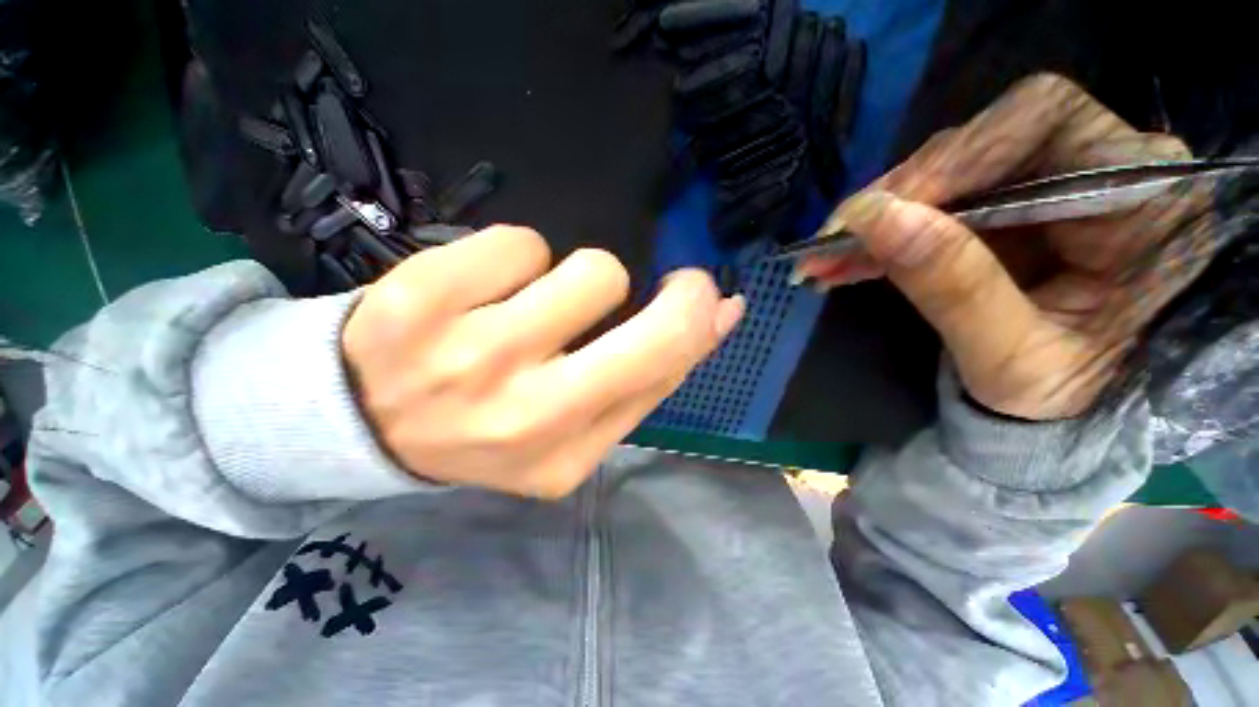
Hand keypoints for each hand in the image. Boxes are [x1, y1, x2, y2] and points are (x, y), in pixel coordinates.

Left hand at [343, 226, 744, 497]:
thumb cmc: (488, 422)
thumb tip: (723, 312)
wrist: (365, 421)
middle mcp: (525, 414)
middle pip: (646, 329)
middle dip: (676, 294)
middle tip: (666, 285)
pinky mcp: (420, 299)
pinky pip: (520, 241)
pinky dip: (515, 258)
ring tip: (534, 307)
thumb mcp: (574, 424)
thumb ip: (651, 372)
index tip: (702, 296)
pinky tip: (483, 293)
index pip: (664, 372)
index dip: (697, 322)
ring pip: (587, 269)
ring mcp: (469, 356)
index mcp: (565, 454)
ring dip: (576, 280)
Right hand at [799, 74, 1213, 419]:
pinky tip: (848, 260)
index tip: (872, 217)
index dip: (948, 160)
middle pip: (985, 139)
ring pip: (950, 171)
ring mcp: (1053, 183)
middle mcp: (1104, 168)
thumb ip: (953, 287)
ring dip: (881, 217)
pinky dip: (888, 232)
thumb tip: (872, 219)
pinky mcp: (1012, 207)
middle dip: (900, 192)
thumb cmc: (1068, 399)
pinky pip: (940, 202)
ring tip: (825, 259)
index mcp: (1141, 197)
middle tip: (833, 241)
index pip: (1040, 123)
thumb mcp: (1015, 360)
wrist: (1075, 412)